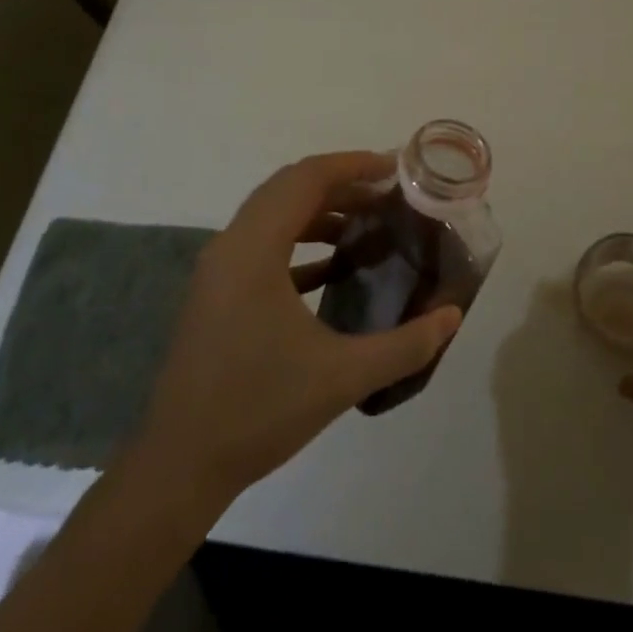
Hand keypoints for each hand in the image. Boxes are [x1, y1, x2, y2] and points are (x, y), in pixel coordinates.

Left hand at [126, 151, 461, 522]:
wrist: (179, 467)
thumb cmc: (258, 411)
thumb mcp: (342, 377)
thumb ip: (405, 345)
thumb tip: (452, 316)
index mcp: (254, 249)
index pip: (306, 179)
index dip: (353, 165)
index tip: (395, 169)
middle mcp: (231, 245)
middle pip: (290, 188)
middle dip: (342, 183)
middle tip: (389, 194)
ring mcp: (219, 269)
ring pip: (275, 214)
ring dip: (321, 210)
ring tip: (369, 223)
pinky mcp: (217, 292)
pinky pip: (263, 244)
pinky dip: (300, 240)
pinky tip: (335, 267)